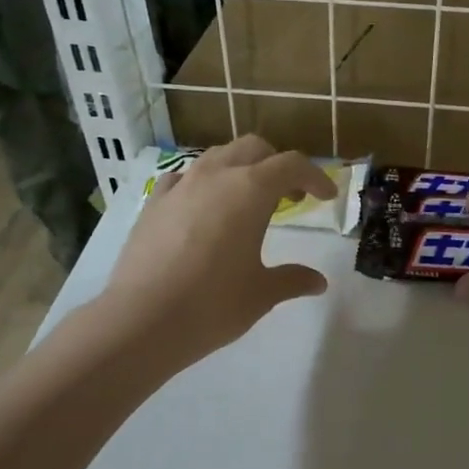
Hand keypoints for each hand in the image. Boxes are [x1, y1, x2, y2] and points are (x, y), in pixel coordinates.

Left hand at [101, 136, 336, 368]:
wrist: (141, 320)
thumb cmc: (213, 304)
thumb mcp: (262, 294)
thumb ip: (292, 279)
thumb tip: (318, 282)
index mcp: (251, 190)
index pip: (292, 165)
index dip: (315, 177)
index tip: (327, 197)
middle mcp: (215, 176)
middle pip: (254, 148)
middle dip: (276, 164)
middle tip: (290, 195)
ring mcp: (180, 186)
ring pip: (216, 157)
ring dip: (239, 168)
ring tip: (246, 200)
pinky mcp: (152, 203)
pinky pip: (183, 178)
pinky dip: (201, 184)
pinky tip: (202, 209)